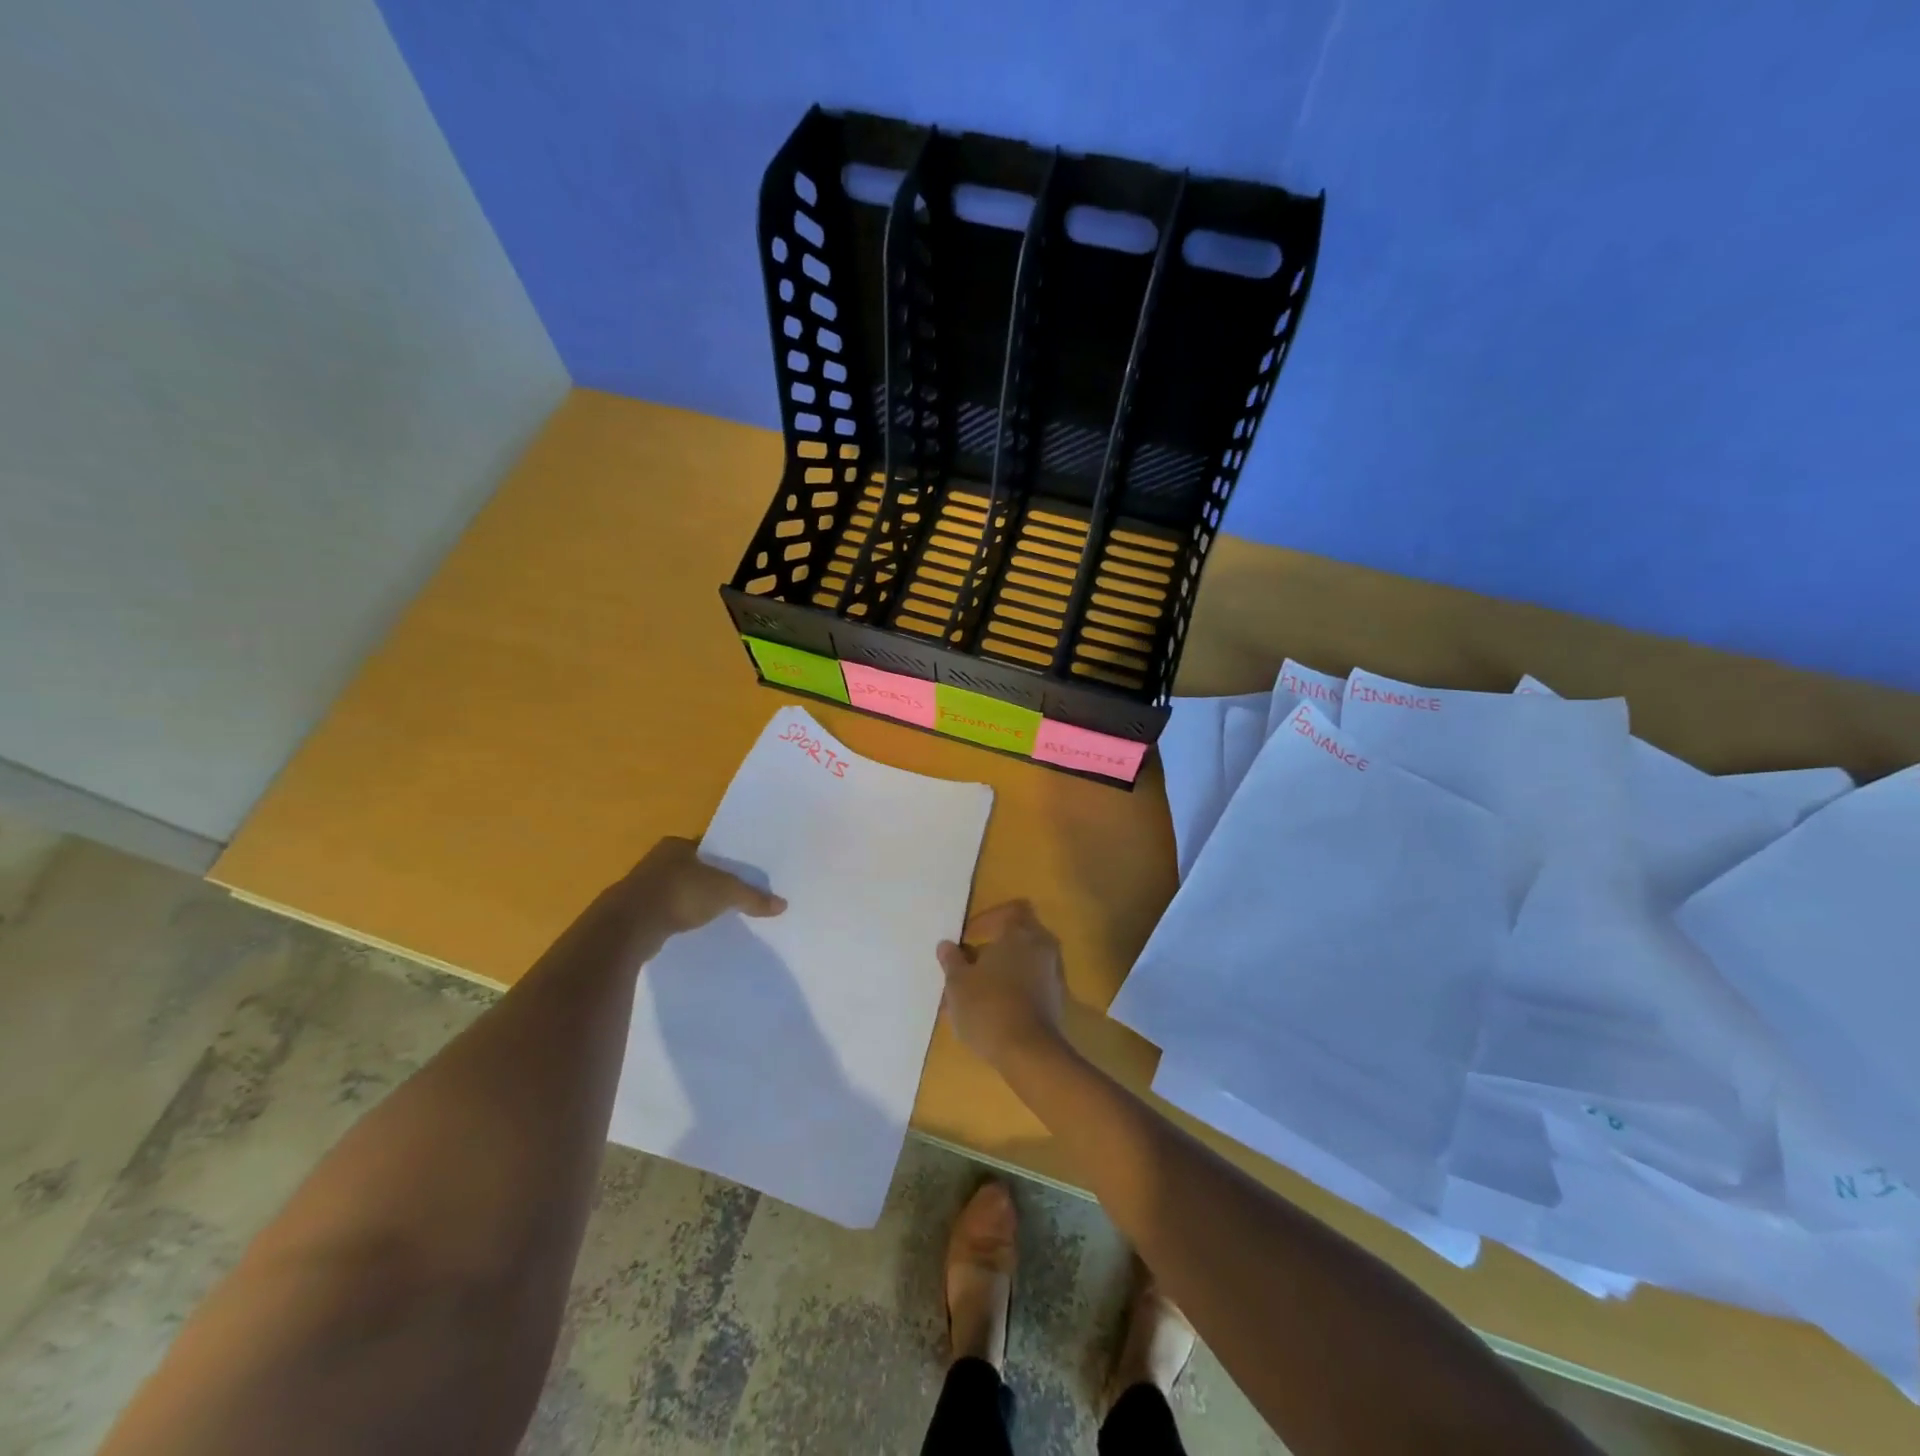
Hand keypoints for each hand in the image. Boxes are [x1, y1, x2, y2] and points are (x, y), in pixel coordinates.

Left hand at [619, 836, 785, 938]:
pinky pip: (663, 911)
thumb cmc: (679, 894)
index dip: (723, 860)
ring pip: (675, 889)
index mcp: (676, 844)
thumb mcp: (725, 892)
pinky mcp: (633, 912)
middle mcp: (656, 860)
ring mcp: (640, 886)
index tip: (739, 874)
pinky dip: (676, 917)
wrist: (629, 927)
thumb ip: (753, 897)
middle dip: (706, 880)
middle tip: (730, 894)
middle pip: (690, 868)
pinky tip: (688, 928)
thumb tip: (783, 905)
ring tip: (713, 913)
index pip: (706, 847)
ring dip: (690, 899)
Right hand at [937, 900, 1066, 1065]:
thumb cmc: (988, 1007)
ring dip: (1002, 972)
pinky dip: (1014, 990)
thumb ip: (952, 960)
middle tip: (969, 966)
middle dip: (992, 948)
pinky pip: (1032, 984)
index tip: (967, 938)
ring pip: (1024, 963)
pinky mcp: (1057, 1000)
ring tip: (974, 994)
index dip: (987, 920)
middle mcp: (1042, 947)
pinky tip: (992, 1011)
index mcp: (1020, 933)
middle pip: (1017, 937)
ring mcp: (1053, 974)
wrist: (1029, 1053)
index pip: (1009, 910)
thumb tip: (947, 945)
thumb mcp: (958, 983)